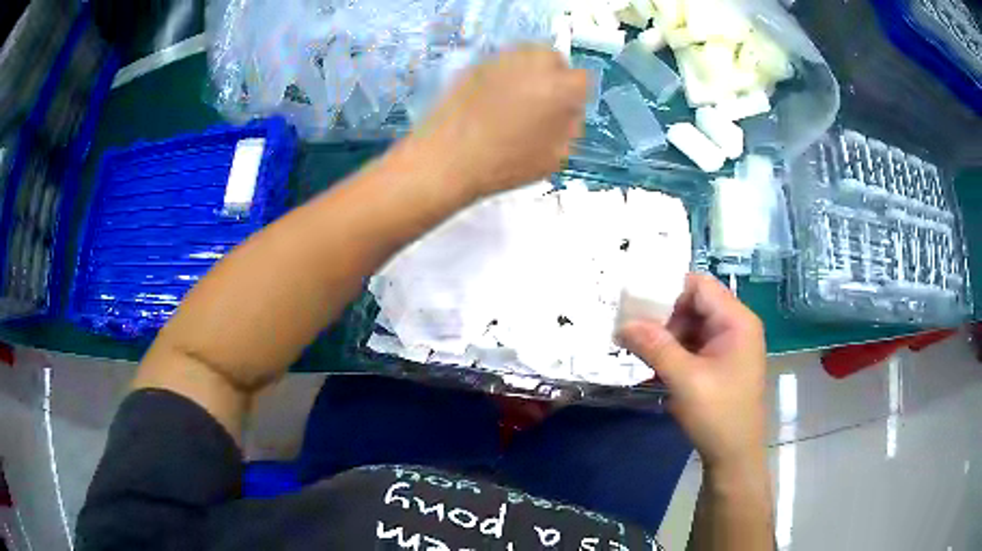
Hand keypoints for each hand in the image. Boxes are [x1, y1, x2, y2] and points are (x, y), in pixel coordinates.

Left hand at [416, 45, 589, 195]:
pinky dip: (503, 75)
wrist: (448, 160)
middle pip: (554, 57)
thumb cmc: (504, 165)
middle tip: (542, 100)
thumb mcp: (554, 157)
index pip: (582, 79)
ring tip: (517, 97)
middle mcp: (532, 65)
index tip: (566, 109)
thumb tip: (568, 113)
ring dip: (529, 71)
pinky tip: (493, 98)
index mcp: (559, 88)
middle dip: (553, 75)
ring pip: (526, 54)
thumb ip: (569, 128)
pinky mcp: (475, 64)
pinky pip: (500, 63)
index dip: (576, 95)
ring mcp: (501, 61)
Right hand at [618, 273, 766, 471]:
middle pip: (695, 303)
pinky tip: (655, 365)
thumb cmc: (718, 415)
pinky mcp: (721, 361)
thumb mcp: (685, 380)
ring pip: (692, 324)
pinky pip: (694, 344)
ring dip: (666, 336)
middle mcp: (736, 325)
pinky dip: (674, 351)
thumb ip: (655, 347)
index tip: (635, 305)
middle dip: (663, 316)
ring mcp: (729, 344)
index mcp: (737, 321)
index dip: (668, 290)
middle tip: (633, 331)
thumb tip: (623, 324)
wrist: (734, 456)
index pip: (700, 286)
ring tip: (639, 350)